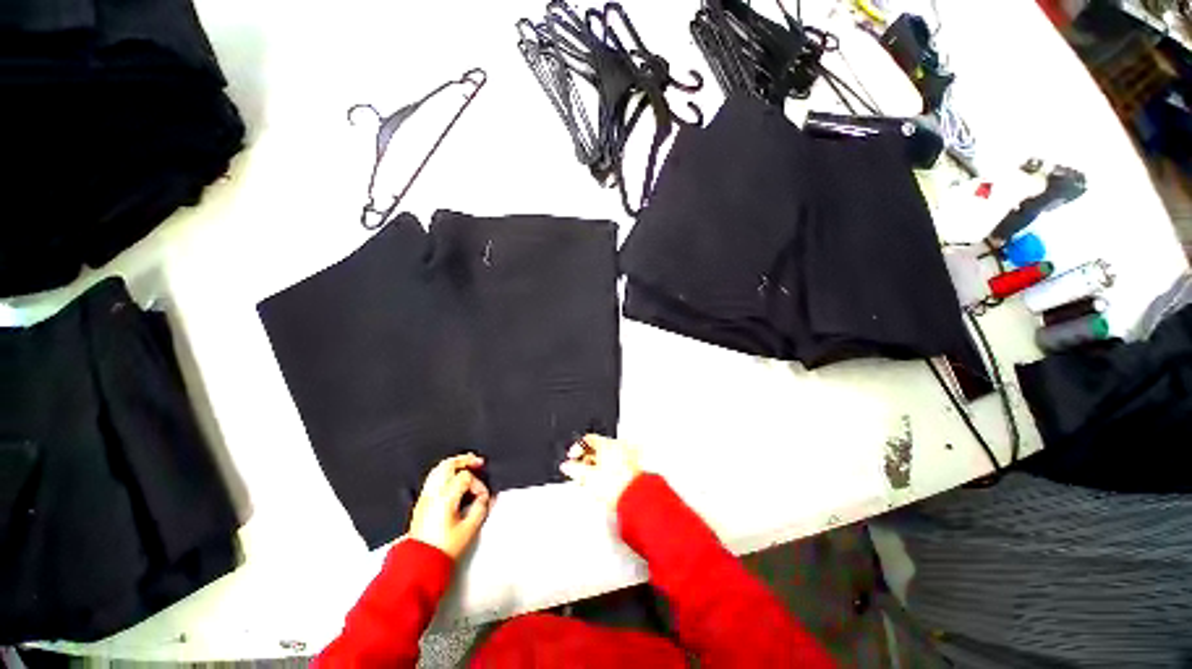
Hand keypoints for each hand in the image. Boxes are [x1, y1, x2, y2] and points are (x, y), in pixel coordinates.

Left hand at [408, 453, 489, 559]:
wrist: (419, 564)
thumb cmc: (444, 548)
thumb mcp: (469, 529)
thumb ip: (480, 509)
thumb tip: (485, 497)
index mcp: (445, 497)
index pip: (466, 478)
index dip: (478, 484)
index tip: (483, 497)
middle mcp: (433, 493)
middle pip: (448, 464)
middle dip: (465, 460)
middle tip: (478, 462)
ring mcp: (425, 496)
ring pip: (438, 469)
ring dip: (454, 464)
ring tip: (467, 465)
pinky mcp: (421, 502)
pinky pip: (433, 477)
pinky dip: (445, 472)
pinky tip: (454, 478)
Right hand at [559, 434, 641, 507]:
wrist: (636, 499)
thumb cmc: (617, 486)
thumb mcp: (588, 478)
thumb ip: (574, 469)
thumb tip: (566, 466)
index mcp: (607, 444)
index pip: (587, 439)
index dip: (576, 448)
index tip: (571, 458)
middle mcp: (619, 446)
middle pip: (597, 449)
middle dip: (586, 461)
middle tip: (580, 473)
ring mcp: (628, 456)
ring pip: (607, 458)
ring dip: (597, 468)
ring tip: (591, 482)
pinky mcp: (634, 468)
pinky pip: (617, 466)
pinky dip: (608, 472)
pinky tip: (604, 485)